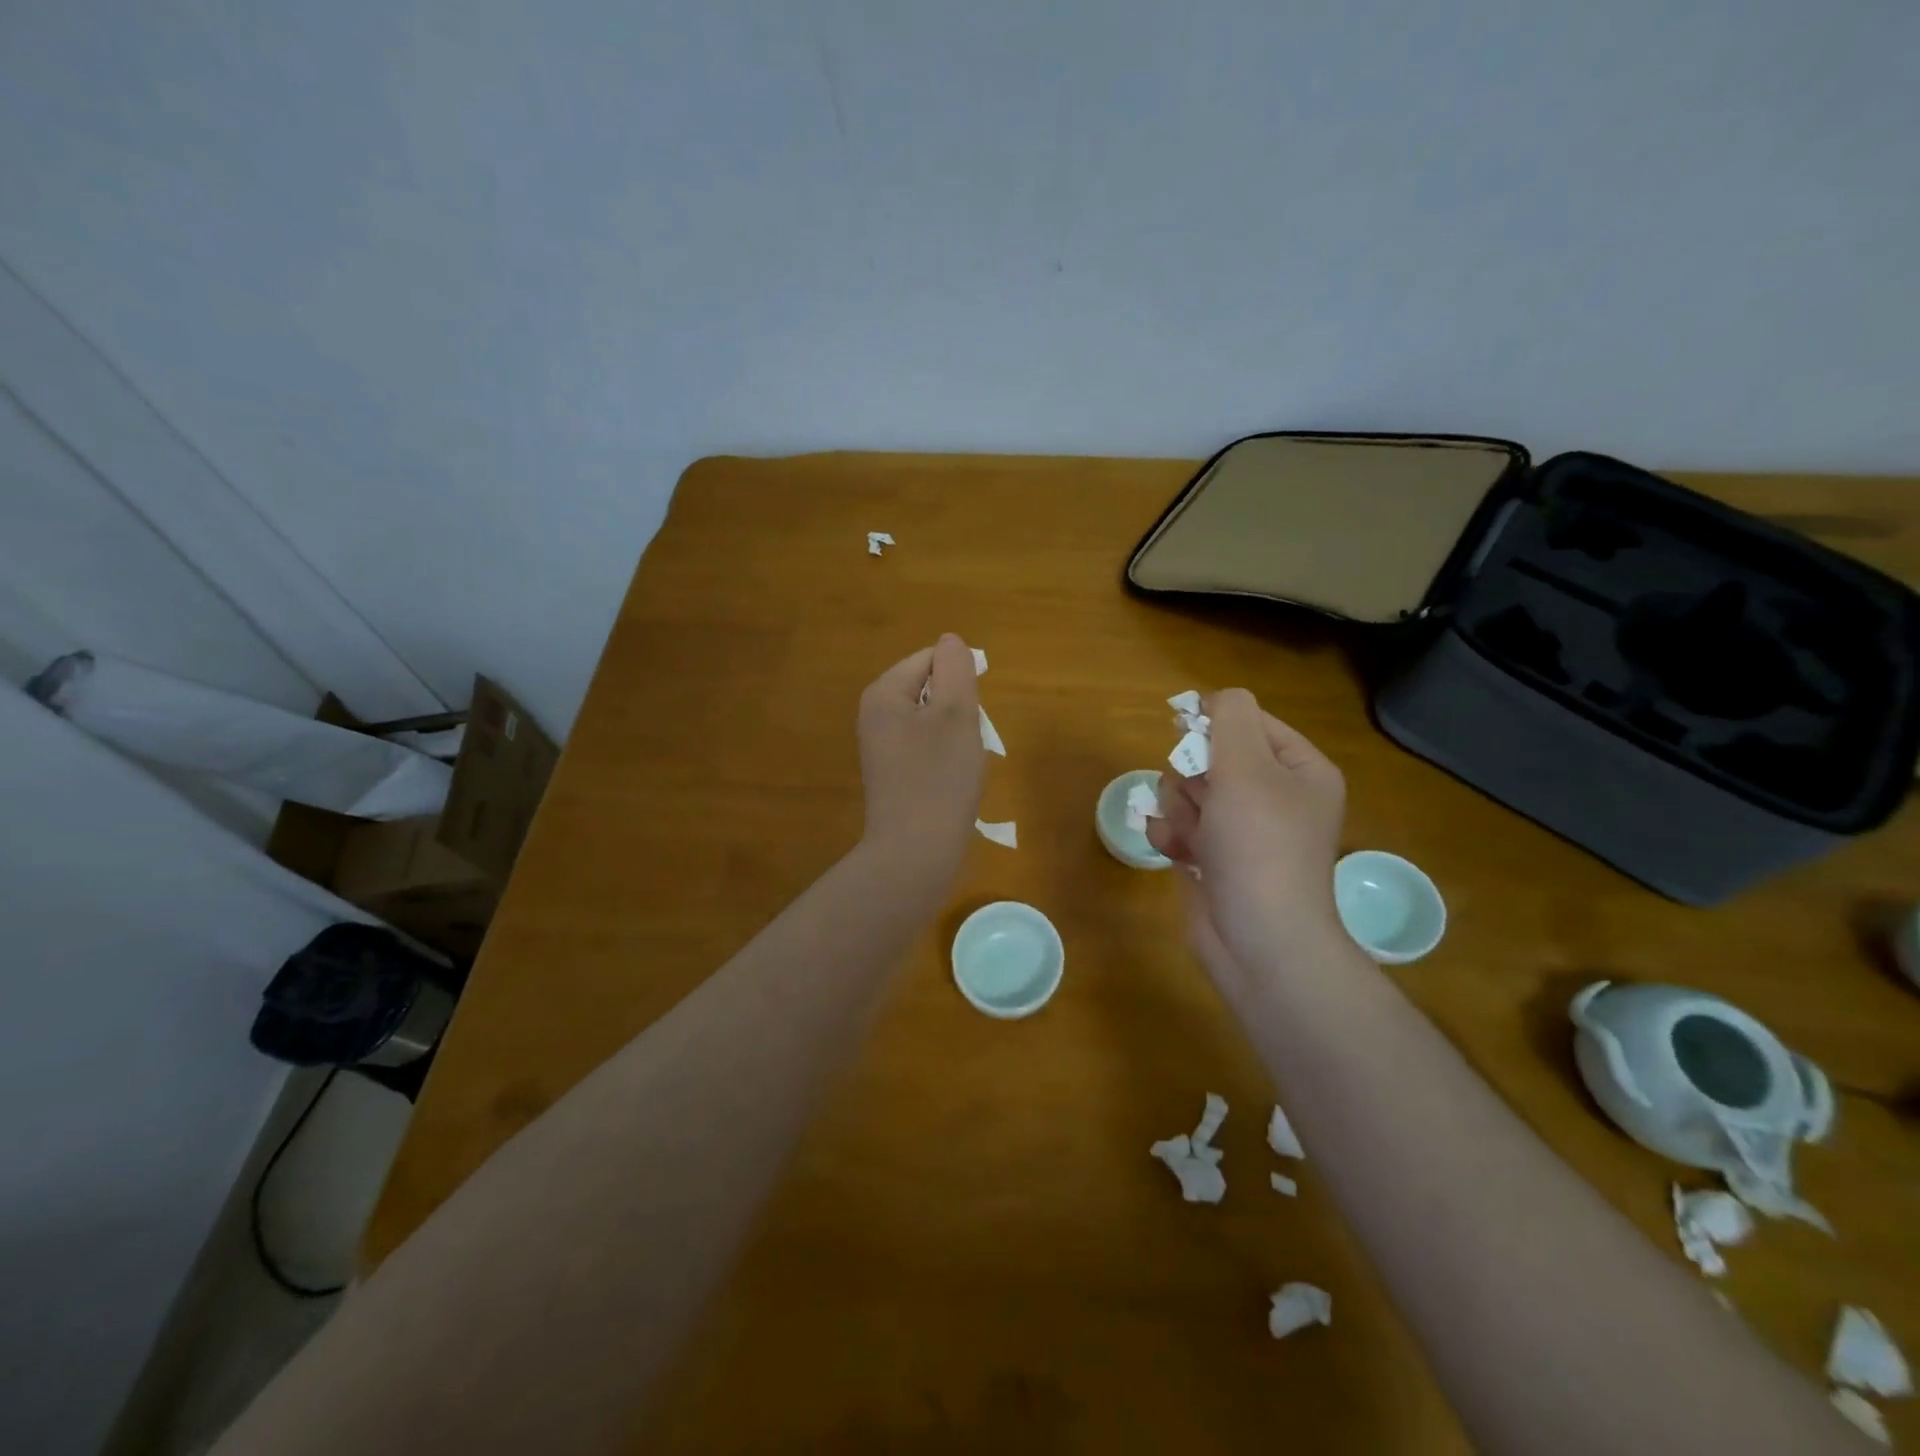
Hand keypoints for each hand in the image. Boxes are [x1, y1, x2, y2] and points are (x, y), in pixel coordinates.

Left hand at [856, 634, 984, 873]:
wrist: (915, 854)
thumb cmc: (939, 779)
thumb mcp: (956, 713)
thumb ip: (954, 669)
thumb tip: (950, 642)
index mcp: (883, 694)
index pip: (930, 659)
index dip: (960, 681)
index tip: (970, 717)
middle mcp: (874, 715)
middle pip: (930, 689)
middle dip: (958, 710)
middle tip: (966, 743)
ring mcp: (881, 747)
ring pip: (932, 721)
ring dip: (956, 735)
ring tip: (961, 766)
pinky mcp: (892, 775)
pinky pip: (926, 749)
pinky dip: (945, 759)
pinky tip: (952, 783)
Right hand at [1146, 688, 1345, 976]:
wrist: (1258, 940)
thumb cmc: (1259, 846)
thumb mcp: (1247, 767)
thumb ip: (1230, 718)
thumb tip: (1214, 699)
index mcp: (1298, 769)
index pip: (1249, 722)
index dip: (1214, 725)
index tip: (1185, 733)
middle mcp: (1272, 796)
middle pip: (1211, 756)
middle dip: (1192, 776)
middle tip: (1202, 798)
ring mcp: (1241, 830)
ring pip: (1187, 791)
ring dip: (1178, 809)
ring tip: (1193, 836)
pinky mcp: (1213, 857)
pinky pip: (1179, 826)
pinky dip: (1172, 837)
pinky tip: (1178, 854)